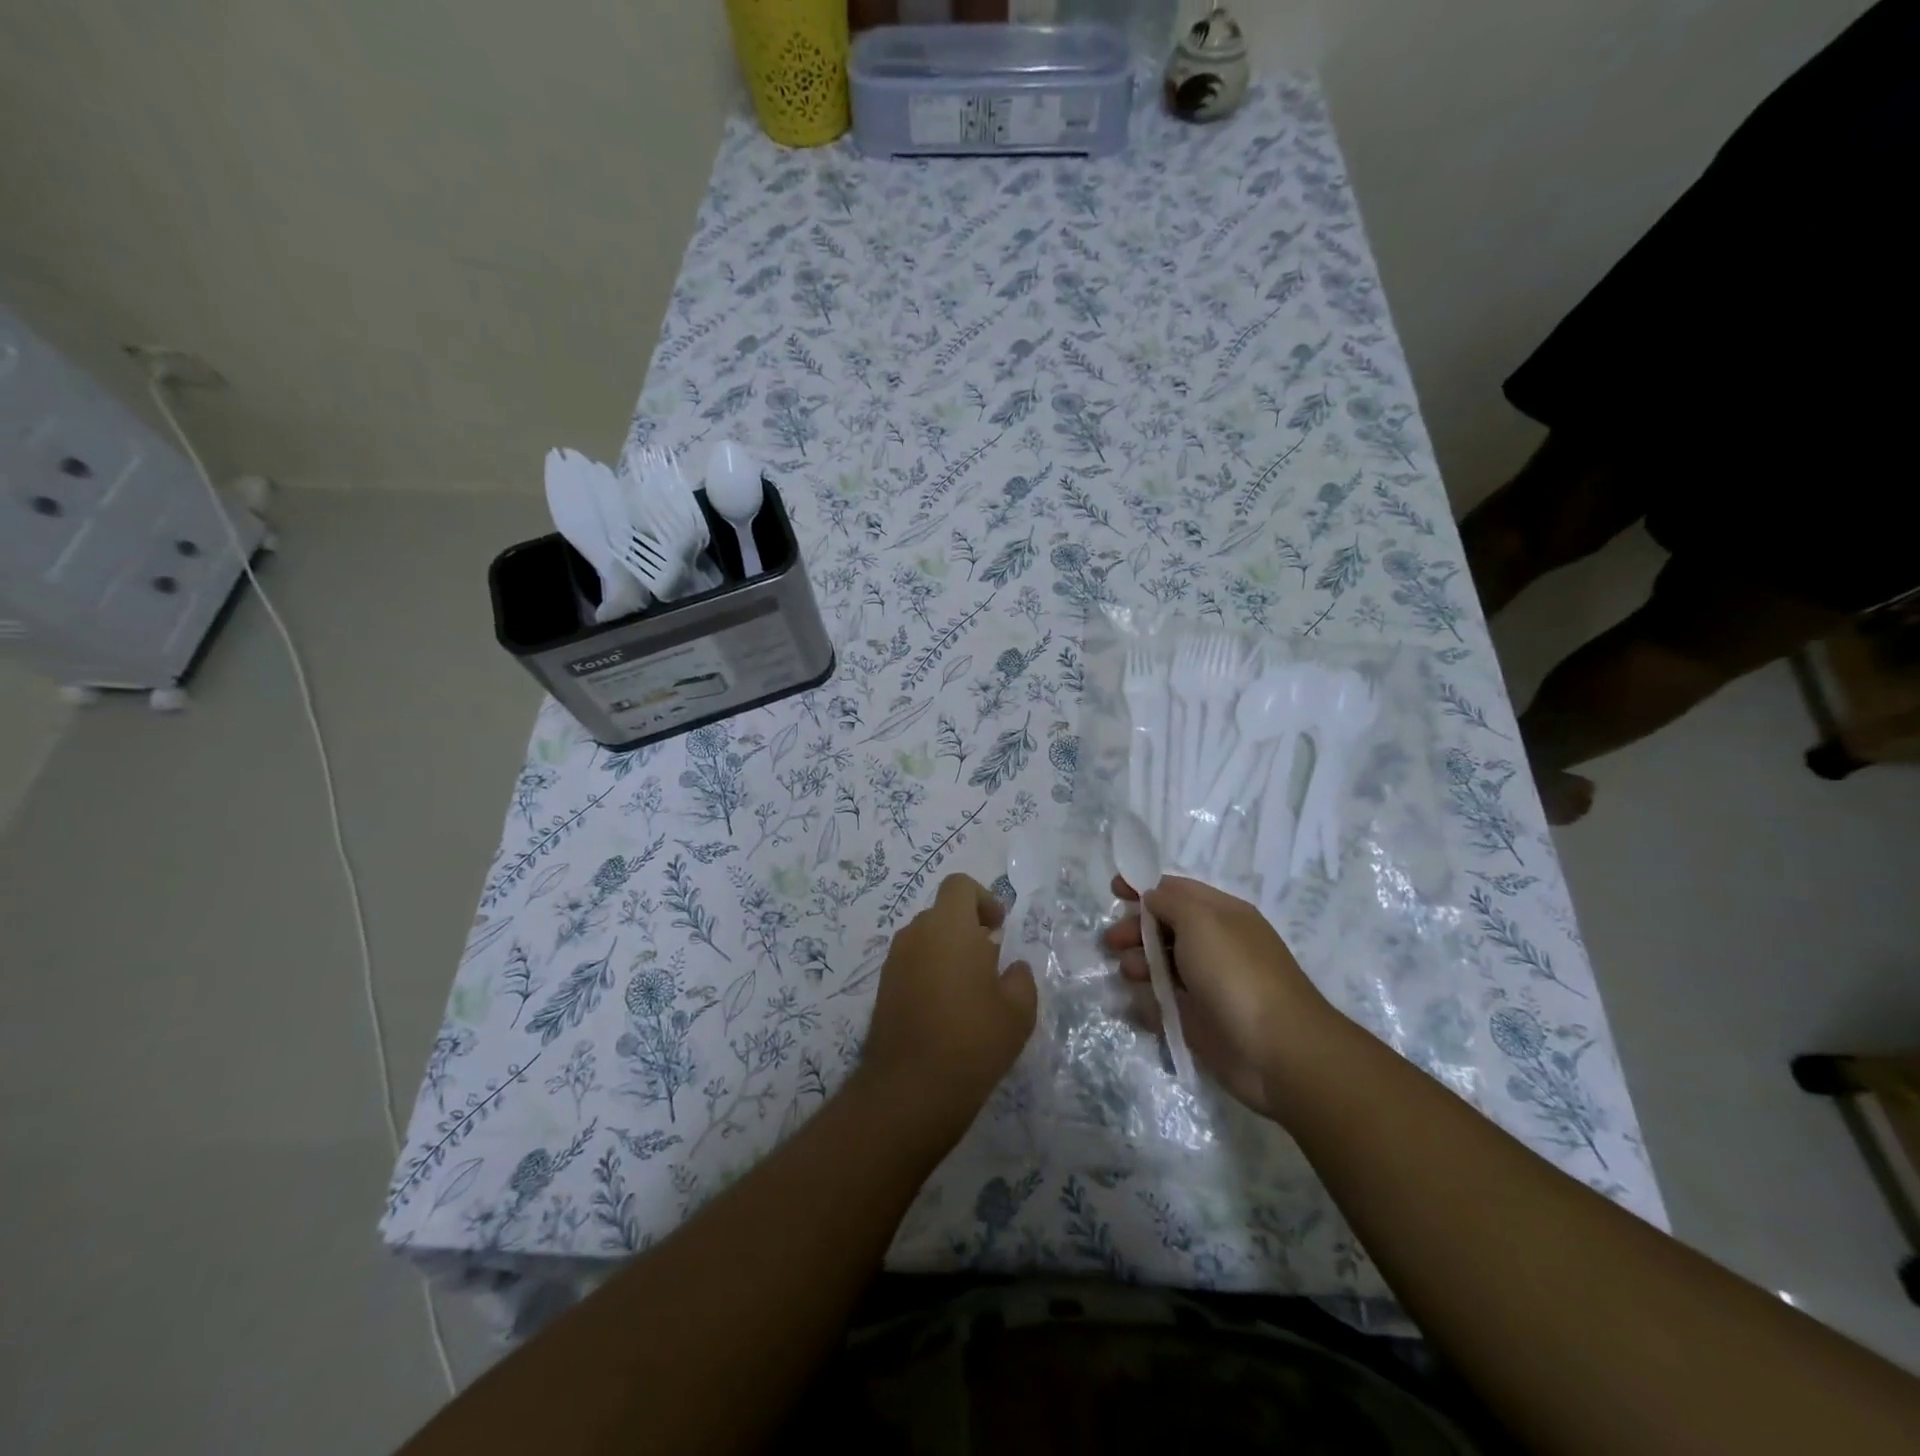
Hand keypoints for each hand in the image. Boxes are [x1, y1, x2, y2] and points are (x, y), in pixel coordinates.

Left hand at [857, 874, 1037, 1145]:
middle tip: (990, 963)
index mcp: (949, 927)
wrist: (911, 1089)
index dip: (983, 899)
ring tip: (969, 991)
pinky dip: (929, 972)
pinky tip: (946, 1010)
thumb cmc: (973, 1040)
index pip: (959, 886)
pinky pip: (911, 963)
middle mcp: (916, 934)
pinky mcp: (882, 987)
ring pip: (925, 939)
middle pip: (942, 913)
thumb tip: (1011, 967)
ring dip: (947, 951)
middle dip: (967, 928)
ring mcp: (894, 961)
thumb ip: (1020, 977)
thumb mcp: (1018, 1011)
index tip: (999, 929)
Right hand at [1103, 875, 1337, 1119]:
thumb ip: (1169, 902)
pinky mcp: (1202, 1020)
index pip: (1177, 890)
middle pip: (1166, 927)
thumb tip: (1151, 899)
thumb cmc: (1236, 974)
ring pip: (1163, 965)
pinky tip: (1140, 1005)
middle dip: (1136, 929)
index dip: (1144, 887)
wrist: (1277, 1051)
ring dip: (1139, 964)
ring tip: (1130, 973)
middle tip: (1112, 942)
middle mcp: (1216, 944)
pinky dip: (1149, 1002)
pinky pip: (1166, 1003)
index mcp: (1222, 914)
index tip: (1113, 890)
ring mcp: (1209, 983)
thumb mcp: (1200, 921)